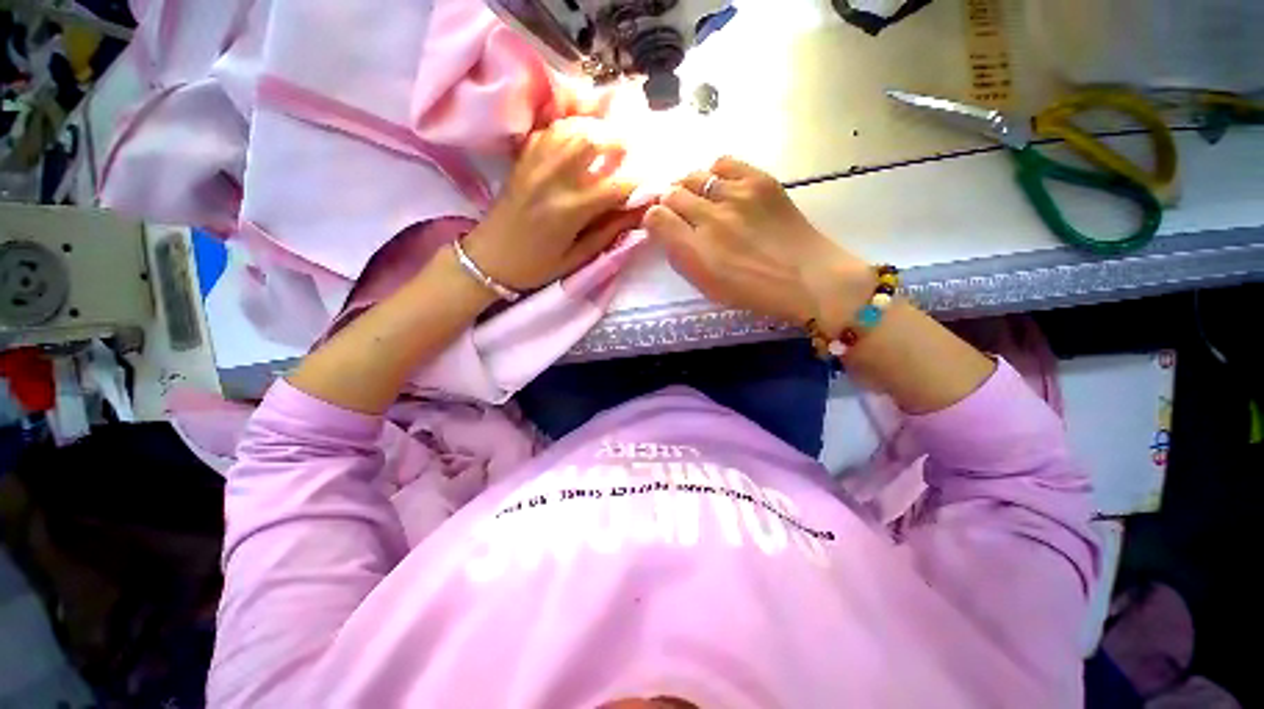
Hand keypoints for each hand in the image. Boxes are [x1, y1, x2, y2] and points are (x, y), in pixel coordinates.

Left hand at [462, 118, 641, 290]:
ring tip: (609, 140)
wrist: (490, 259)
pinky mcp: (522, 160)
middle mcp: (553, 180)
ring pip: (571, 128)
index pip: (614, 185)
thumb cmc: (537, 266)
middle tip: (632, 150)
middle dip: (618, 140)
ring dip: (596, 129)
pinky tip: (579, 138)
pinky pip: (549, 130)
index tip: (652, 180)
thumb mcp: (577, 258)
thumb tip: (637, 212)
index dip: (638, 180)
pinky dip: (570, 128)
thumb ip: (608, 232)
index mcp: (569, 211)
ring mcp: (534, 165)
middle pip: (592, 140)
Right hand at [643, 157, 872, 330]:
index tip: (660, 226)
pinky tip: (720, 187)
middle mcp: (710, 219)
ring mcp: (736, 195)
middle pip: (672, 194)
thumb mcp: (707, 287)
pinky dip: (714, 174)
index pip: (656, 218)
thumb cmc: (753, 291)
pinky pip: (722, 163)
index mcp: (696, 252)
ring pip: (694, 176)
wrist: (807, 277)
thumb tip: (666, 232)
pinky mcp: (759, 180)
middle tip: (680, 214)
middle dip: (669, 203)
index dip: (652, 219)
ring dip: (689, 189)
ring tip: (699, 201)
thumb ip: (681, 257)